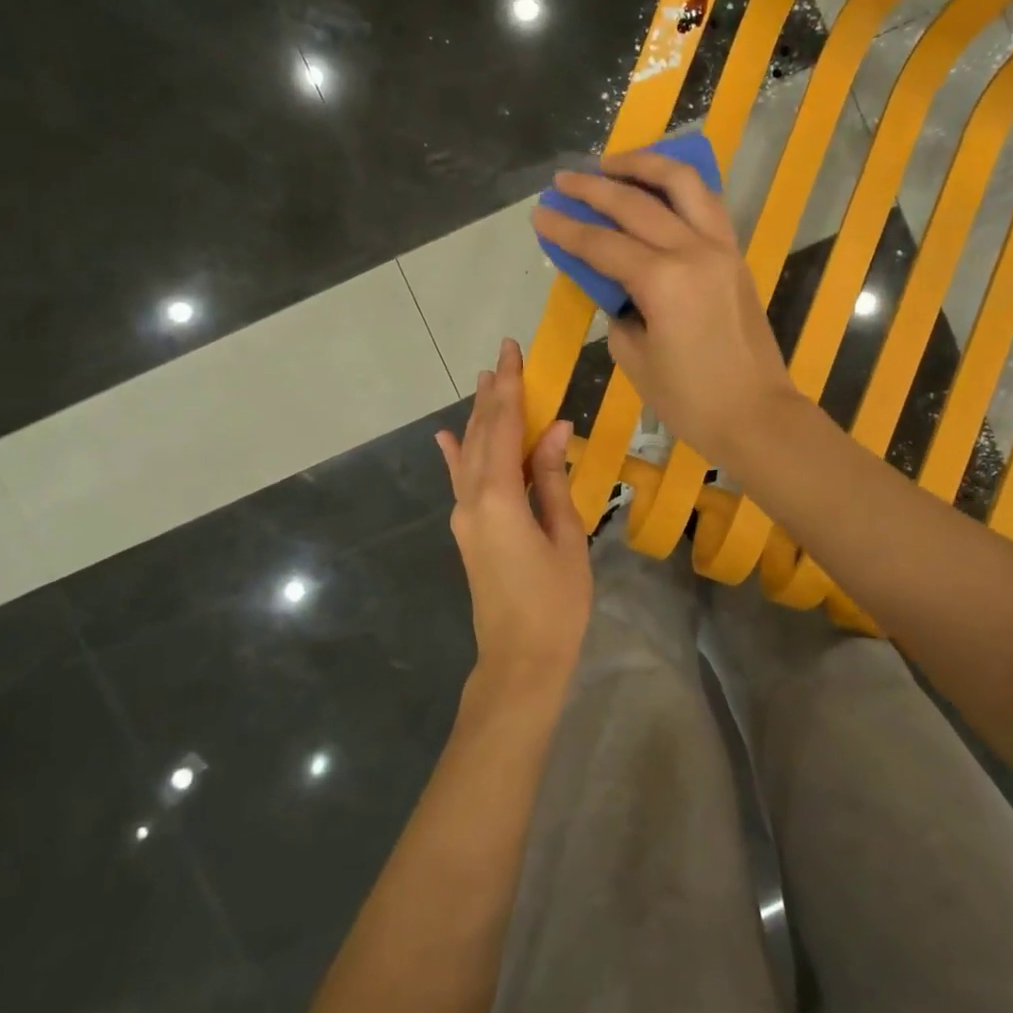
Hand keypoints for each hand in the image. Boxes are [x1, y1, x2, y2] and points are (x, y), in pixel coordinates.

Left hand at [436, 339, 592, 701]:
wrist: (520, 660)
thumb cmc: (555, 603)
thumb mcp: (565, 536)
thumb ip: (552, 480)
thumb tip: (555, 429)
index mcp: (499, 498)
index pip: (504, 428)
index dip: (510, 388)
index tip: (512, 351)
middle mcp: (472, 500)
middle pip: (483, 434)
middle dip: (494, 393)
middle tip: (503, 355)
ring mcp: (465, 517)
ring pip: (470, 454)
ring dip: (480, 416)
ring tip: (485, 381)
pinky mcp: (468, 531)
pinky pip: (461, 482)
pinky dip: (456, 455)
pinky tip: (447, 437)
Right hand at [531, 151, 795, 465]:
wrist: (757, 415)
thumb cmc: (691, 400)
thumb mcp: (636, 359)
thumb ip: (619, 312)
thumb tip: (616, 288)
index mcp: (663, 281)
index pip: (602, 244)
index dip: (566, 229)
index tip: (539, 213)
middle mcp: (694, 251)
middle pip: (636, 204)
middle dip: (593, 188)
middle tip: (563, 181)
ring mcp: (722, 248)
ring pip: (683, 185)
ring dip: (645, 166)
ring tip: (613, 164)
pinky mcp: (736, 255)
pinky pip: (707, 204)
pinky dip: (679, 187)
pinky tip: (658, 186)